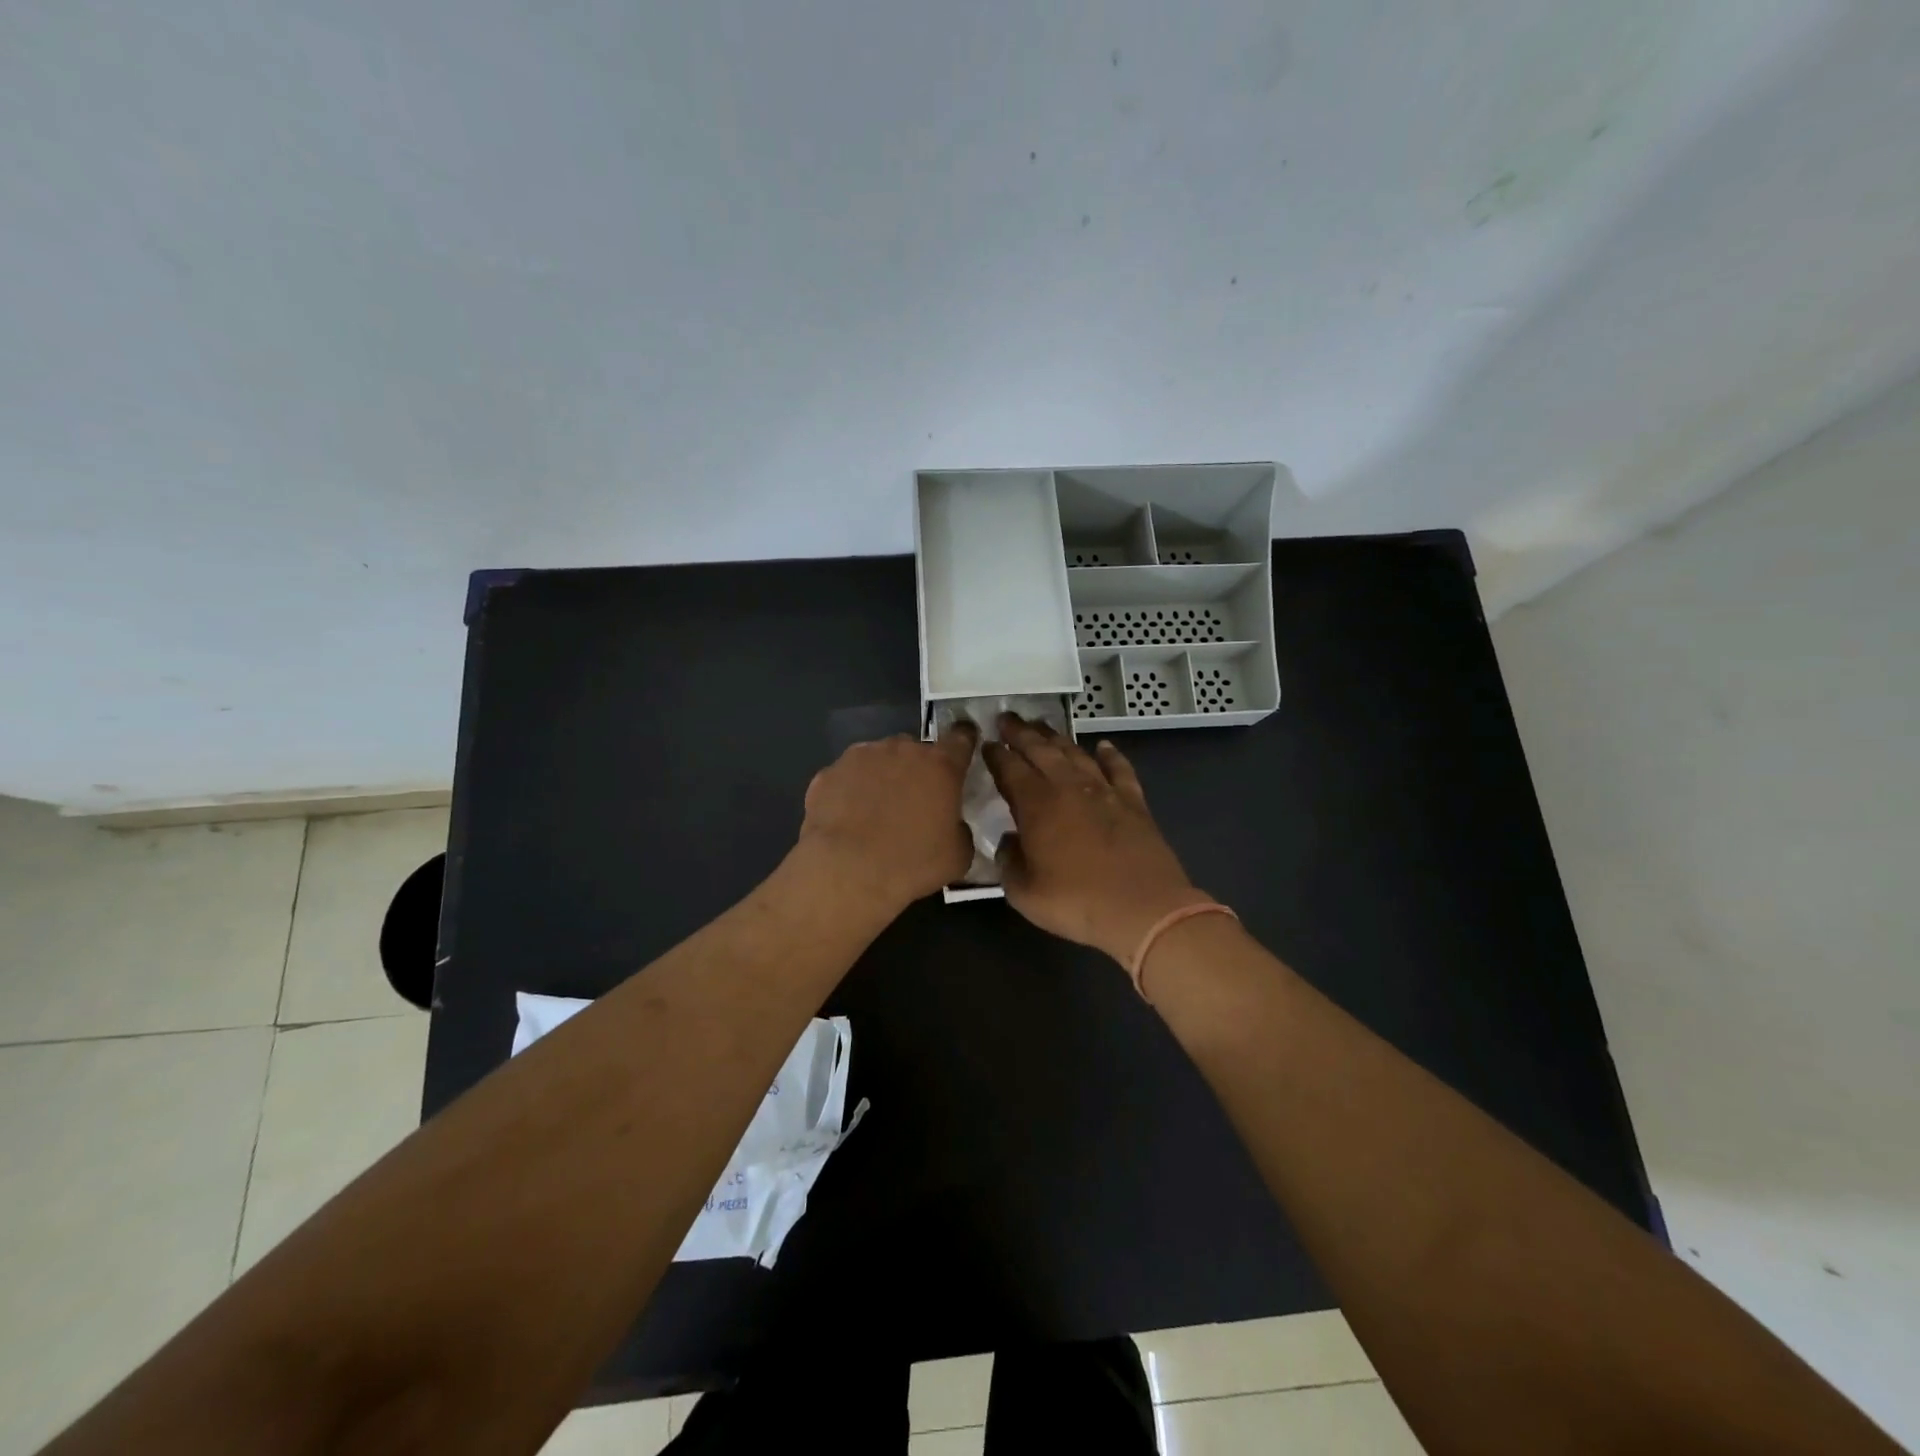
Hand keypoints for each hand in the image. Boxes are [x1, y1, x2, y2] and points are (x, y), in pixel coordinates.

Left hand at [798, 726, 977, 910]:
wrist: (847, 873)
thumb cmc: (912, 863)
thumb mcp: (958, 856)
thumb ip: (959, 829)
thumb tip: (951, 824)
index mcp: (940, 765)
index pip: (960, 739)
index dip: (963, 742)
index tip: (962, 748)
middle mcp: (901, 750)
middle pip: (914, 750)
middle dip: (916, 769)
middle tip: (913, 802)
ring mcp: (860, 757)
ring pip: (877, 759)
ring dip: (881, 776)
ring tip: (874, 811)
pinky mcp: (827, 774)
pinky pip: (846, 778)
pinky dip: (849, 791)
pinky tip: (846, 819)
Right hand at [982, 713, 1211, 963]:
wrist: (1143, 909)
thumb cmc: (1077, 903)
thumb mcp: (1024, 893)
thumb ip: (1008, 862)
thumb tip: (1008, 842)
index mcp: (1037, 805)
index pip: (1010, 769)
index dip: (996, 754)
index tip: (987, 743)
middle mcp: (1068, 788)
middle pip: (1040, 750)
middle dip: (1021, 733)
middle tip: (1007, 718)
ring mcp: (1104, 791)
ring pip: (1075, 753)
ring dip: (1056, 737)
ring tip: (1042, 726)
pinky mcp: (1133, 802)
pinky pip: (1119, 769)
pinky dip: (1110, 755)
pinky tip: (1103, 746)